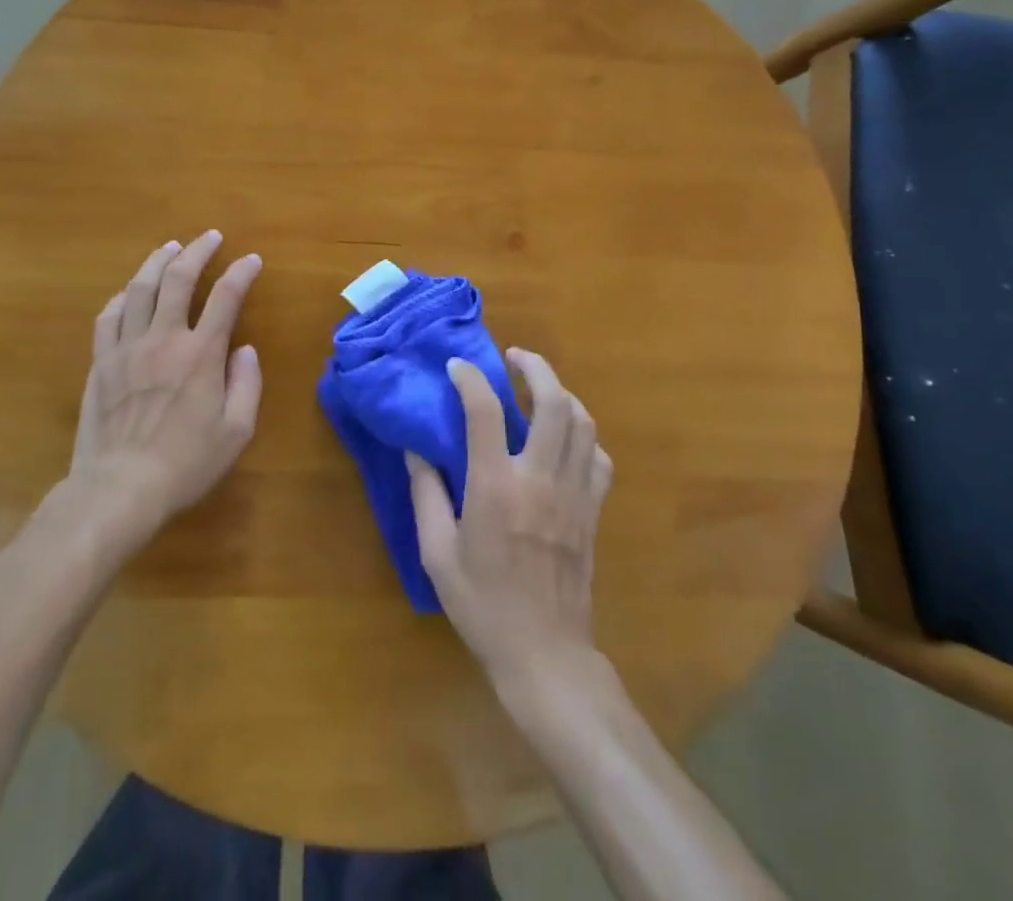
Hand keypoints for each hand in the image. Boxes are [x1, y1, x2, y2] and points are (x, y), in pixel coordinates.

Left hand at [58, 232, 262, 549]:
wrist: (119, 488)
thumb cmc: (185, 464)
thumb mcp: (235, 432)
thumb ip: (247, 385)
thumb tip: (244, 350)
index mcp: (200, 354)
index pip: (225, 297)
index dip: (241, 272)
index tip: (251, 259)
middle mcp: (163, 339)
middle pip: (178, 279)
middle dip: (198, 251)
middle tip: (210, 236)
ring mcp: (127, 348)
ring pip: (140, 289)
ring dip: (157, 262)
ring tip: (171, 248)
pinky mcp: (101, 363)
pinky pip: (108, 317)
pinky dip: (123, 297)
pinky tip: (130, 292)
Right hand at [406, 351, 613, 692]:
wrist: (544, 655)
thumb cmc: (482, 605)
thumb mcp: (437, 553)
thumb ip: (426, 494)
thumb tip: (415, 449)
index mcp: (495, 488)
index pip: (485, 411)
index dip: (470, 379)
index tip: (456, 367)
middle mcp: (540, 480)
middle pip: (553, 402)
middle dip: (535, 367)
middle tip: (514, 358)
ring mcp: (574, 494)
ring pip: (582, 423)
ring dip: (562, 394)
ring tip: (539, 389)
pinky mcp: (593, 511)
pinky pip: (598, 458)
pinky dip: (584, 436)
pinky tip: (565, 439)